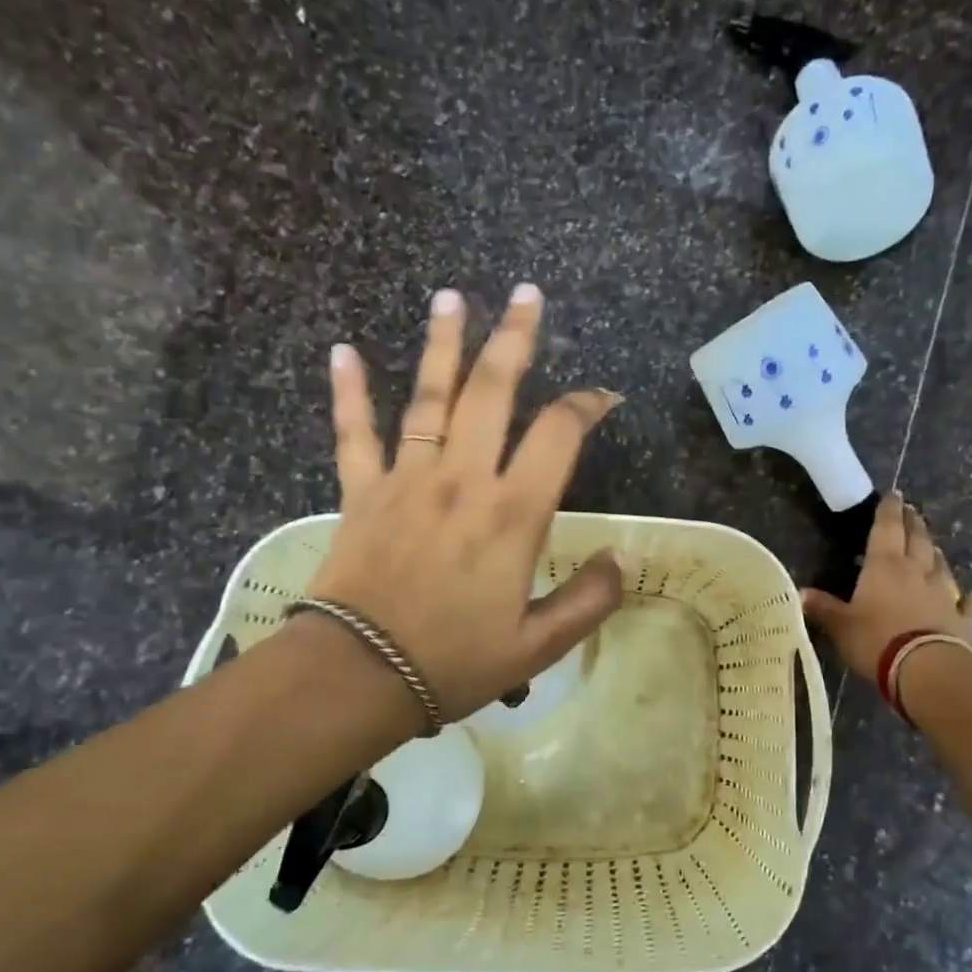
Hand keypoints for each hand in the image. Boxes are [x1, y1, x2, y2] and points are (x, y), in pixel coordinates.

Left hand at [305, 284, 623, 723]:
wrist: (360, 676)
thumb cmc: (456, 660)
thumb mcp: (539, 644)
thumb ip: (590, 598)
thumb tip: (627, 556)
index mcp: (512, 514)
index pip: (557, 435)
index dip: (585, 407)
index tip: (602, 398)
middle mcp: (462, 479)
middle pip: (491, 392)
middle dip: (514, 340)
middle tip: (526, 295)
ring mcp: (407, 479)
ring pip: (429, 398)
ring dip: (443, 344)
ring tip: (452, 298)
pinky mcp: (362, 492)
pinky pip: (355, 433)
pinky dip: (350, 392)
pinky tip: (344, 351)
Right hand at [801, 494, 971, 681]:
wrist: (926, 669)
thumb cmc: (876, 640)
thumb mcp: (841, 626)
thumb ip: (823, 608)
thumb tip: (800, 593)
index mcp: (885, 566)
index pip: (887, 528)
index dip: (889, 510)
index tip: (894, 494)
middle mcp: (917, 572)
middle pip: (918, 540)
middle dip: (914, 524)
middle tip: (912, 512)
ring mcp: (943, 594)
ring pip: (941, 566)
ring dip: (936, 553)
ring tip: (933, 546)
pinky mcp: (961, 620)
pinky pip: (966, 604)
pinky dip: (968, 598)